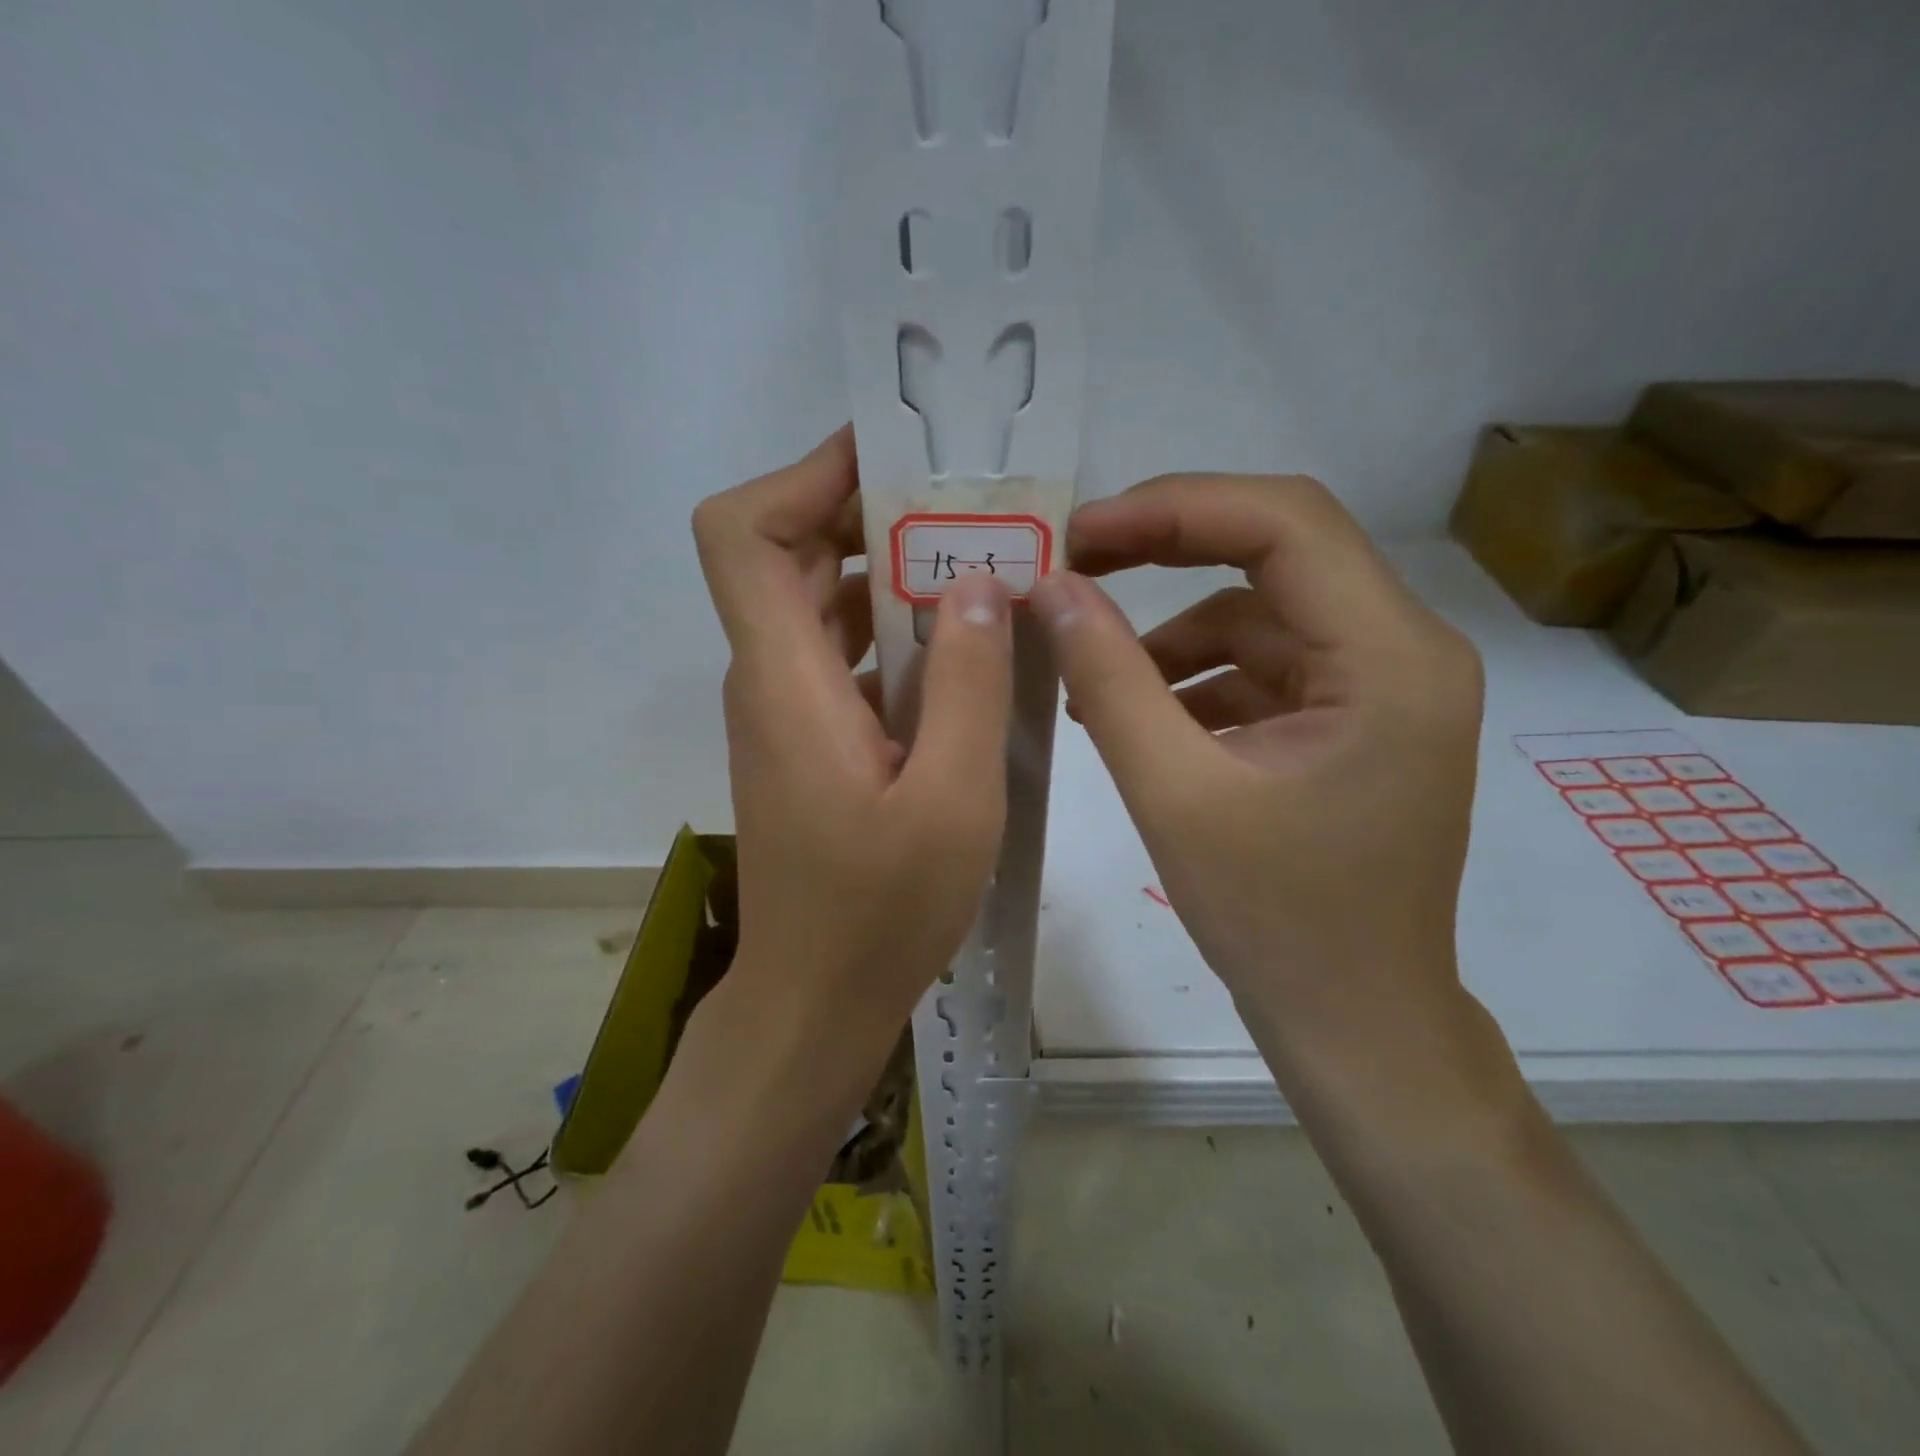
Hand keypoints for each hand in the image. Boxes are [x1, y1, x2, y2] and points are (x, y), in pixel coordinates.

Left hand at [692, 427, 1013, 1064]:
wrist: (815, 998)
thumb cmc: (880, 912)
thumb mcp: (953, 799)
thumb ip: (968, 684)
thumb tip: (976, 583)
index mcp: (786, 679)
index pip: (742, 533)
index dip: (803, 475)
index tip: (891, 461)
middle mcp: (768, 677)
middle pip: (786, 553)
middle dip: (870, 513)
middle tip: (966, 511)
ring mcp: (784, 709)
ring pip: (818, 602)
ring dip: (889, 572)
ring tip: (979, 569)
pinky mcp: (807, 738)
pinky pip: (839, 652)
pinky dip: (892, 628)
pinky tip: (962, 649)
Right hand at [1030, 474, 1484, 1067]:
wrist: (1353, 1022)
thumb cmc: (1275, 921)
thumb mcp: (1174, 792)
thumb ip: (1109, 679)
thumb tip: (1051, 590)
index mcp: (1392, 658)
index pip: (1285, 523)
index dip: (1173, 508)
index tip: (1080, 533)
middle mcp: (1406, 650)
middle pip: (1277, 553)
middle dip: (1167, 550)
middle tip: (1073, 567)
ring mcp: (1382, 686)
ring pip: (1261, 614)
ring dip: (1171, 636)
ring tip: (1089, 680)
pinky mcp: (1352, 719)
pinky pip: (1264, 666)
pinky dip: (1195, 679)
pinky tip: (1137, 717)